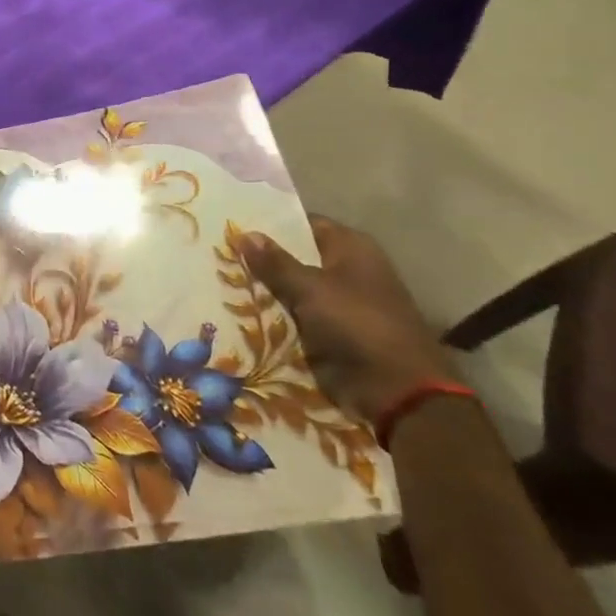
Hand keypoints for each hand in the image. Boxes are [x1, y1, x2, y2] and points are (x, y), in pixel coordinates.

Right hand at [240, 217, 451, 424]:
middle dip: (261, 259)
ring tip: (221, 280)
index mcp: (351, 247)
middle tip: (219, 254)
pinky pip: (296, 315)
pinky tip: (239, 311)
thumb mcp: (310, 288)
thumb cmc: (357, 324)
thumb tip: (243, 233)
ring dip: (265, 289)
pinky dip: (275, 315)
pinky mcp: (333, 332)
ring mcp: (341, 302)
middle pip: (296, 257)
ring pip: (293, 288)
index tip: (233, 227)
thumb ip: (275, 262)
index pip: (303, 224)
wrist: (396, 390)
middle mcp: (347, 269)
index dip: (270, 225)